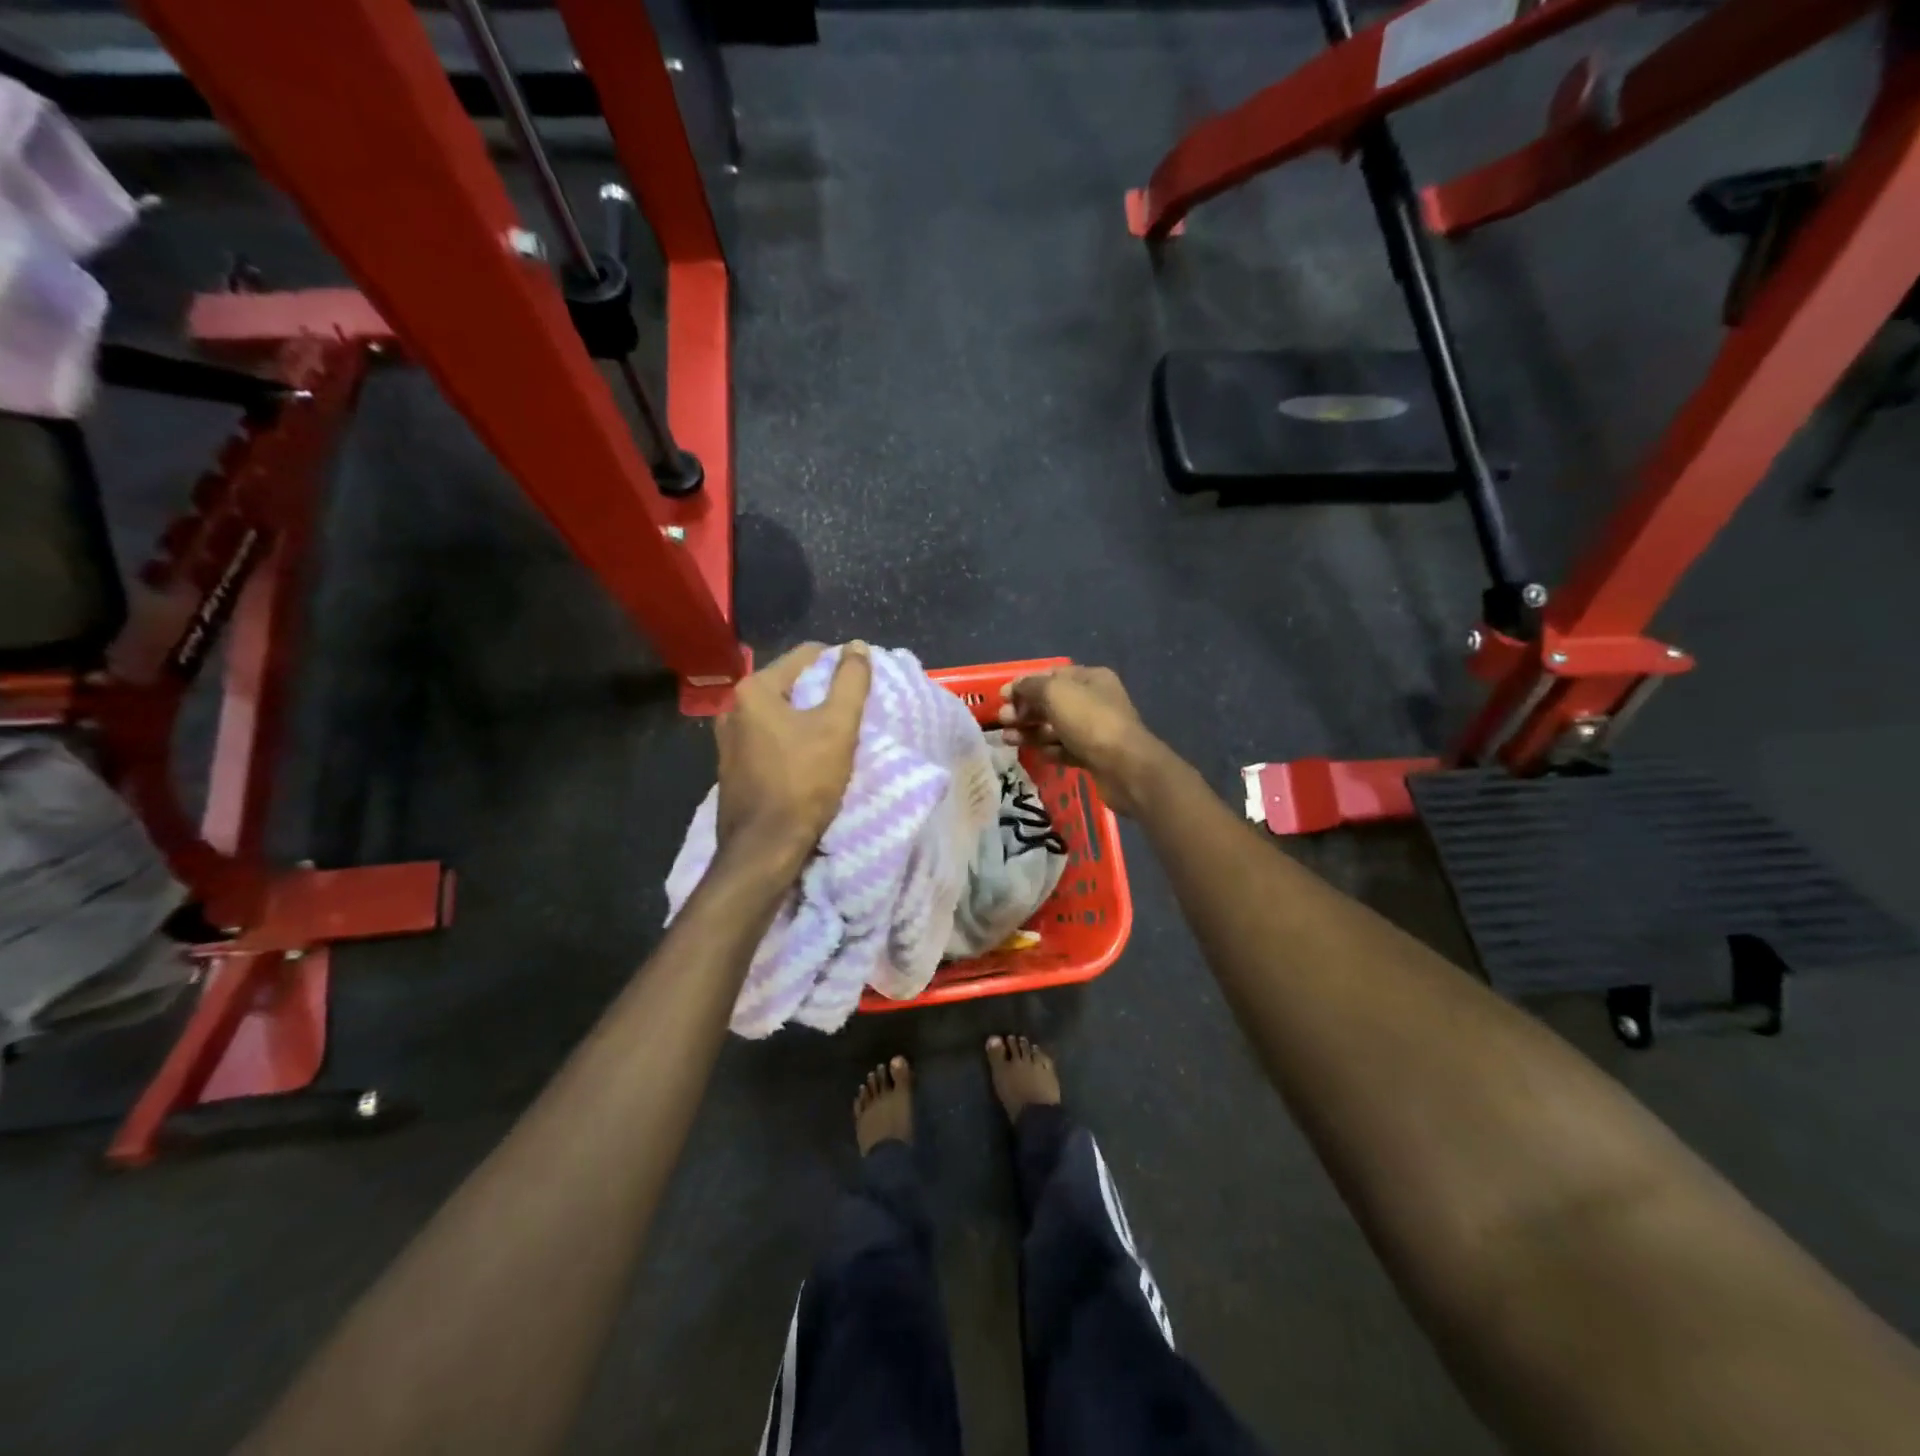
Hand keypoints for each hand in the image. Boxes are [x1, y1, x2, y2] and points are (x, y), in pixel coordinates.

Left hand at [716, 641, 871, 871]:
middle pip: (791, 685)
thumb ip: (851, 681)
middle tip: (852, 713)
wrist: (764, 847)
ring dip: (807, 720)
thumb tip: (857, 646)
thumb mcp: (838, 727)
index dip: (839, 664)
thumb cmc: (803, 781)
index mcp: (754, 690)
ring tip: (835, 737)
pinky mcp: (732, 768)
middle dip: (822, 694)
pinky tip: (810, 760)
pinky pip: (769, 740)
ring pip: (780, 715)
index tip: (862, 685)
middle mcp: (733, 708)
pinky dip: (791, 742)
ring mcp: (727, 740)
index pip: (805, 656)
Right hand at [997, 665, 1165, 815]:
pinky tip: (1036, 753)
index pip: (1052, 675)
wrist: (1125, 767)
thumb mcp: (1055, 693)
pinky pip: (1065, 748)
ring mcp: (1095, 730)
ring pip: (1056, 727)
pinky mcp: (1094, 756)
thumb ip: (1030, 686)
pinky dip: (1049, 750)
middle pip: (1052, 702)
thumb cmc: (1089, 721)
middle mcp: (1095, 700)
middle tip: (1003, 720)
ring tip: (1007, 739)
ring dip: (1031, 731)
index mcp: (1090, 678)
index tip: (1002, 697)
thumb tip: (1014, 688)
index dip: (1025, 684)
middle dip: (1025, 710)